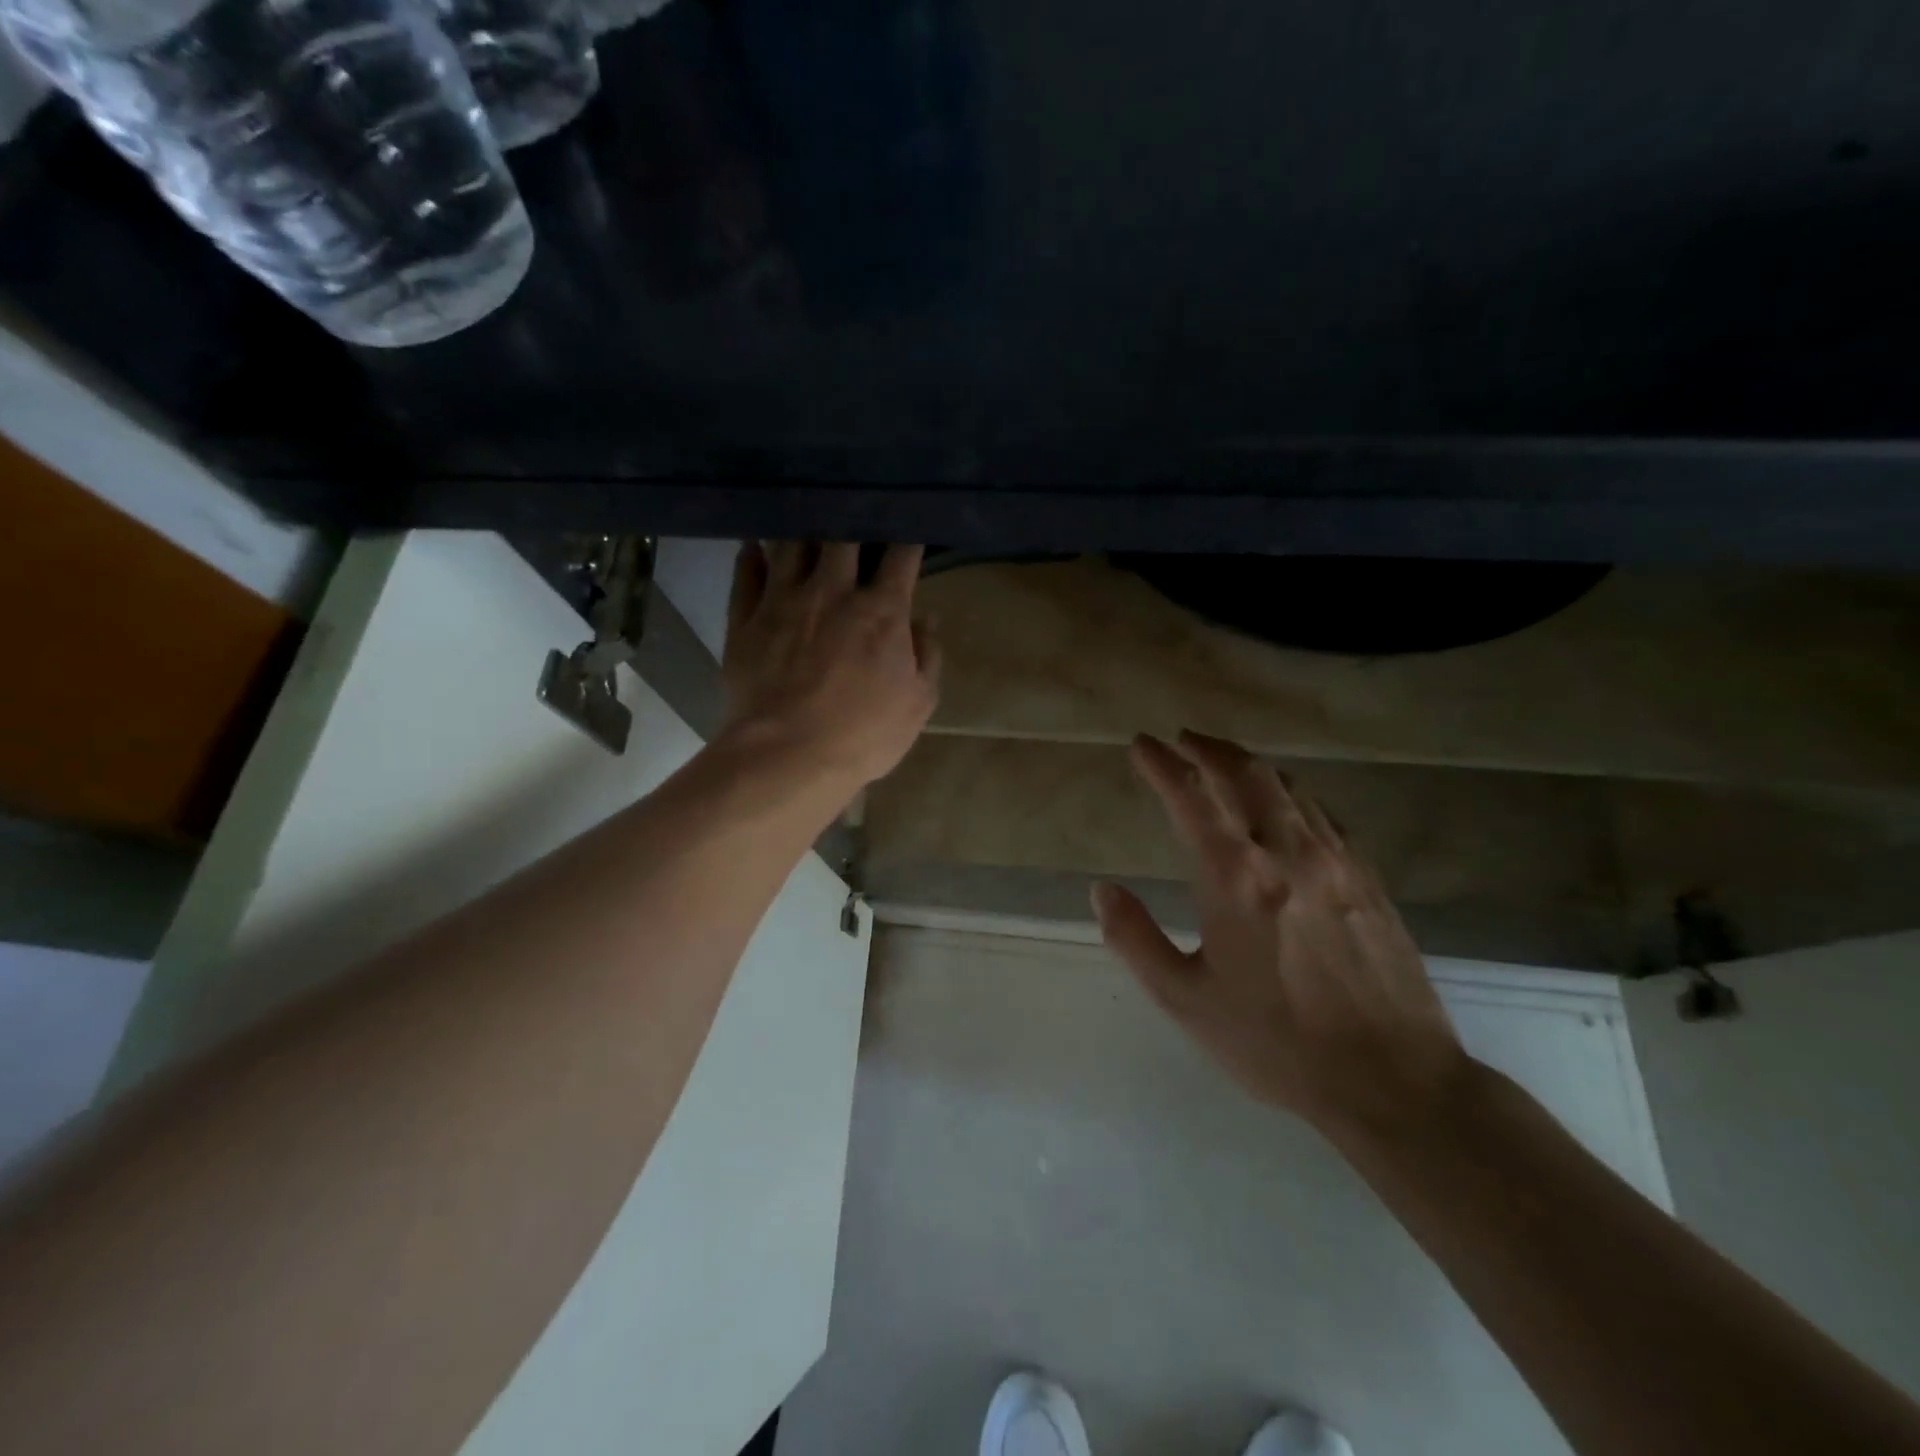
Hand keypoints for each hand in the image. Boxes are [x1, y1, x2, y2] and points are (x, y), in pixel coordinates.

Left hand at [720, 542, 940, 789]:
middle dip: (851, 522)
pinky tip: (754, 547)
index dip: (906, 538)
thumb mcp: (917, 703)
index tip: (907, 534)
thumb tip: (925, 620)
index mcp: (881, 610)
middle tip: (852, 521)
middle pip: (842, 536)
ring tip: (805, 521)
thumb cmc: (864, 734)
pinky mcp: (744, 620)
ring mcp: (783, 602)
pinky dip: (751, 556)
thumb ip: (927, 656)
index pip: (900, 555)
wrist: (787, 755)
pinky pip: (746, 575)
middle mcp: (832, 592)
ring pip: (791, 545)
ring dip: (802, 531)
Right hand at [1091, 731, 1471, 1140]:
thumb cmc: (1278, 1043)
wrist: (1394, 1081)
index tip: (1141, 744)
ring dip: (1249, 764)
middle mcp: (1287, 853)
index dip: (1161, 764)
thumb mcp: (1186, 1001)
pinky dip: (1291, 794)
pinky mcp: (1368, 879)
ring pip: (1289, 787)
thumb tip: (1102, 890)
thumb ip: (1135, 940)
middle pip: (1246, 773)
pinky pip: (1323, 814)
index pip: (1191, 797)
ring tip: (1225, 761)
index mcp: (1236, 878)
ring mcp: (1336, 862)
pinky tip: (1286, 806)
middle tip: (1182, 739)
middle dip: (1208, 748)